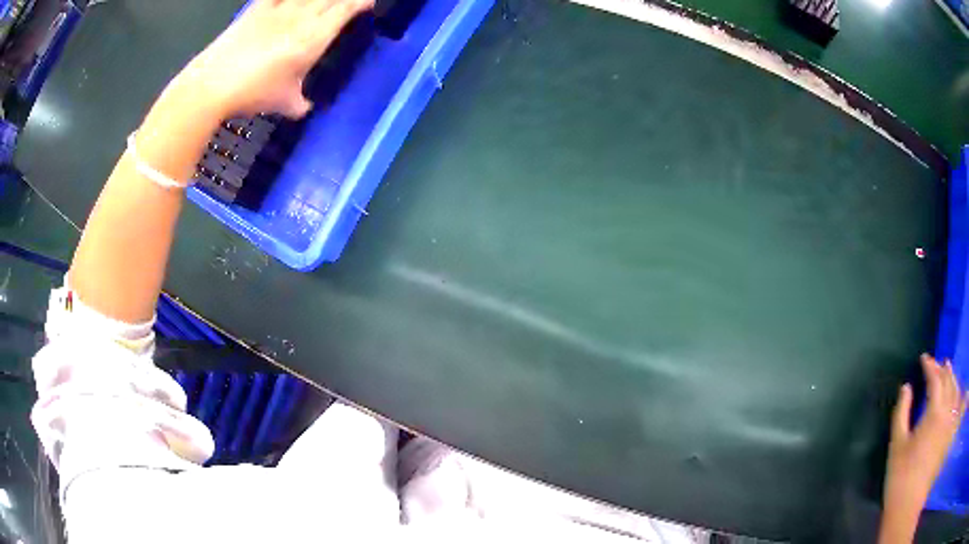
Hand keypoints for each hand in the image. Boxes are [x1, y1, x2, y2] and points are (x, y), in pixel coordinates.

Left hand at [172, 0, 372, 119]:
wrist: (214, 84)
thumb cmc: (253, 93)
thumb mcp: (282, 102)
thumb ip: (299, 103)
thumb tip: (306, 108)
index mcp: (313, 38)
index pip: (345, 11)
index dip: (360, 3)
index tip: (368, 2)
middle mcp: (301, 17)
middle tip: (348, 1)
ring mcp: (278, 9)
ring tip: (323, 0)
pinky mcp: (257, 8)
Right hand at [880, 354, 965, 541]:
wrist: (908, 505)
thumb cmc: (900, 476)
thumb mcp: (897, 445)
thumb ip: (901, 413)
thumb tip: (905, 388)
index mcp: (934, 413)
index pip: (935, 379)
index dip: (930, 365)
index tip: (923, 358)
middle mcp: (946, 413)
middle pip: (948, 381)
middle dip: (941, 369)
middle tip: (935, 363)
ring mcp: (949, 424)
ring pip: (955, 390)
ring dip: (952, 376)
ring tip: (948, 367)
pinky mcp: (948, 434)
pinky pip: (956, 406)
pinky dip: (956, 393)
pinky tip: (955, 390)